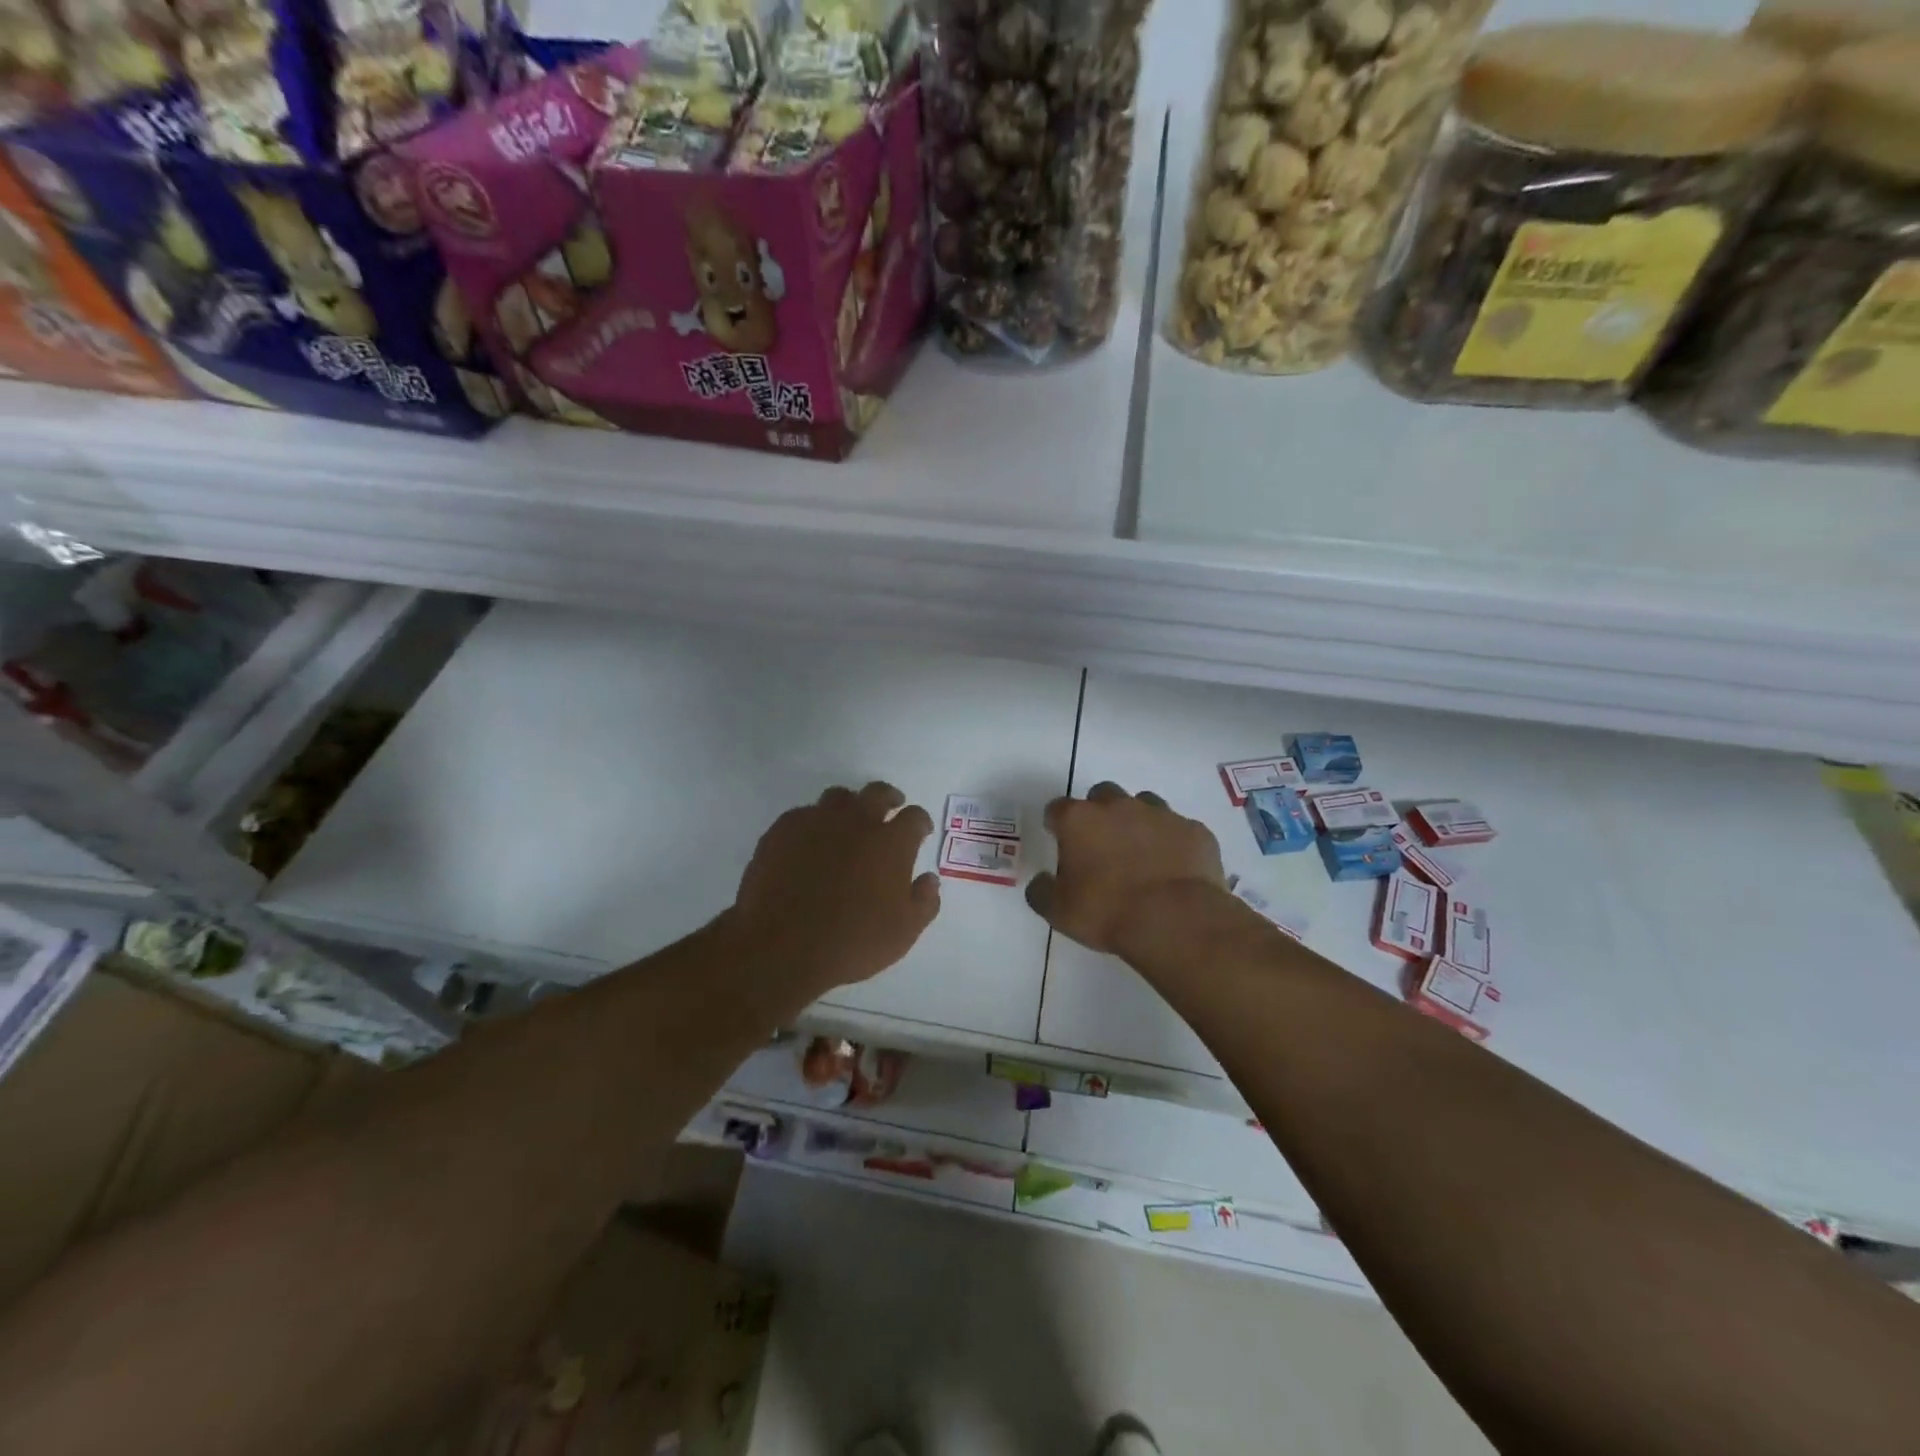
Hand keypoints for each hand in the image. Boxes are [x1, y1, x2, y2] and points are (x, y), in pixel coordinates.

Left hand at [727, 781, 939, 1007]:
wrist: (782, 948)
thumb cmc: (853, 942)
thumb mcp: (904, 932)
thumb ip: (924, 901)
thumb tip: (929, 878)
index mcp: (891, 842)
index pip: (914, 817)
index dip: (920, 822)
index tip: (920, 832)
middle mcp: (856, 821)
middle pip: (878, 793)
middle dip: (889, 798)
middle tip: (890, 809)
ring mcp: (816, 822)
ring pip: (838, 797)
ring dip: (849, 806)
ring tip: (847, 823)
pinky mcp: (782, 831)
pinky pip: (802, 815)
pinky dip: (813, 823)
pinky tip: (810, 843)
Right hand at [1026, 782, 1227, 958]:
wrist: (1176, 921)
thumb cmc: (1107, 913)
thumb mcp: (1059, 912)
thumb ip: (1042, 891)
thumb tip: (1041, 882)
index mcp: (1079, 819)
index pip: (1057, 809)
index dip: (1057, 824)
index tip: (1060, 841)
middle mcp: (1118, 806)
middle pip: (1102, 795)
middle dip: (1099, 814)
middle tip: (1101, 846)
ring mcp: (1160, 814)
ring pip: (1143, 805)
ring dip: (1137, 822)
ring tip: (1140, 854)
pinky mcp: (1194, 830)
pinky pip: (1178, 829)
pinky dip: (1172, 842)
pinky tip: (1173, 868)